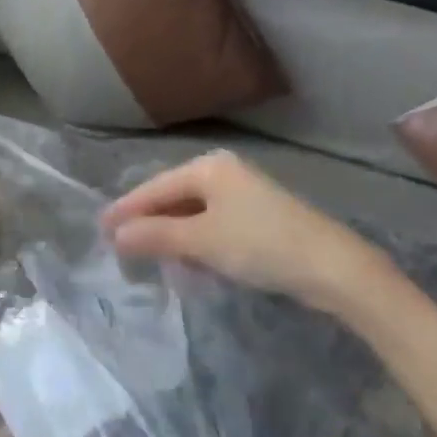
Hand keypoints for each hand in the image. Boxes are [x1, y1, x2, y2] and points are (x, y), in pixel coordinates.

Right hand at [100, 150, 400, 318]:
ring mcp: (244, 196)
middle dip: (151, 227)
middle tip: (125, 251)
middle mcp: (225, 173)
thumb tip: (116, 235)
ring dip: (175, 241)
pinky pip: (215, 228)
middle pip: (174, 199)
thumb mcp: (201, 241)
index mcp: (209, 167)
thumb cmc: (260, 245)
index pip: (155, 187)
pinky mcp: (260, 220)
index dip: (127, 210)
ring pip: (195, 217)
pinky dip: (200, 246)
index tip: (101, 230)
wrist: (334, 269)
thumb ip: (154, 236)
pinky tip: (194, 268)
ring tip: (159, 266)